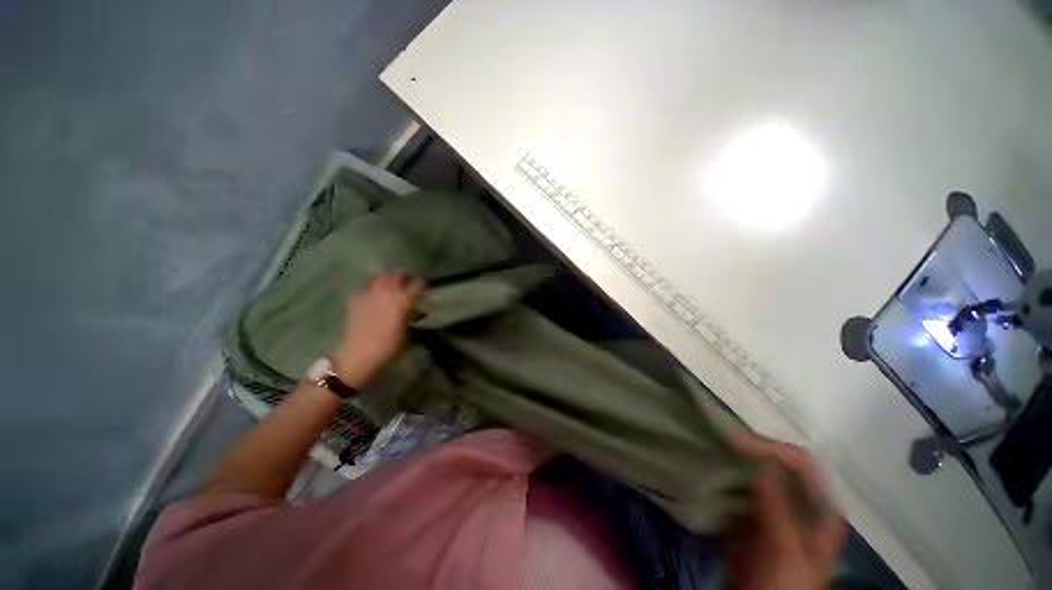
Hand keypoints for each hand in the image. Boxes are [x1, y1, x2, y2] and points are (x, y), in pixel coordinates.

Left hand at [332, 272, 423, 385]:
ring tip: (386, 280)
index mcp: (402, 301)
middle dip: (401, 274)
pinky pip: (362, 289)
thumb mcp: (405, 332)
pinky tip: (368, 295)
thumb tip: (410, 310)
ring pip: (378, 277)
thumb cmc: (388, 346)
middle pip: (396, 275)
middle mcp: (387, 293)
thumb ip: (408, 316)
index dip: (421, 282)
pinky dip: (367, 290)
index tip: (423, 282)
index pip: (416, 285)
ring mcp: (369, 295)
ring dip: (384, 277)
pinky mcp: (355, 300)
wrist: (359, 354)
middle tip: (405, 277)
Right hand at [727, 434, 845, 589]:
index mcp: (821, 508)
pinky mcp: (756, 510)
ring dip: (739, 458)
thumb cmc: (785, 583)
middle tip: (723, 440)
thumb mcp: (784, 549)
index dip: (772, 449)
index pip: (802, 464)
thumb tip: (757, 467)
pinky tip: (715, 466)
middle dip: (753, 449)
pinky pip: (743, 482)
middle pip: (780, 462)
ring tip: (716, 446)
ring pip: (760, 470)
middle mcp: (801, 500)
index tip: (736, 443)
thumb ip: (775, 508)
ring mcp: (778, 504)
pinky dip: (730, 472)